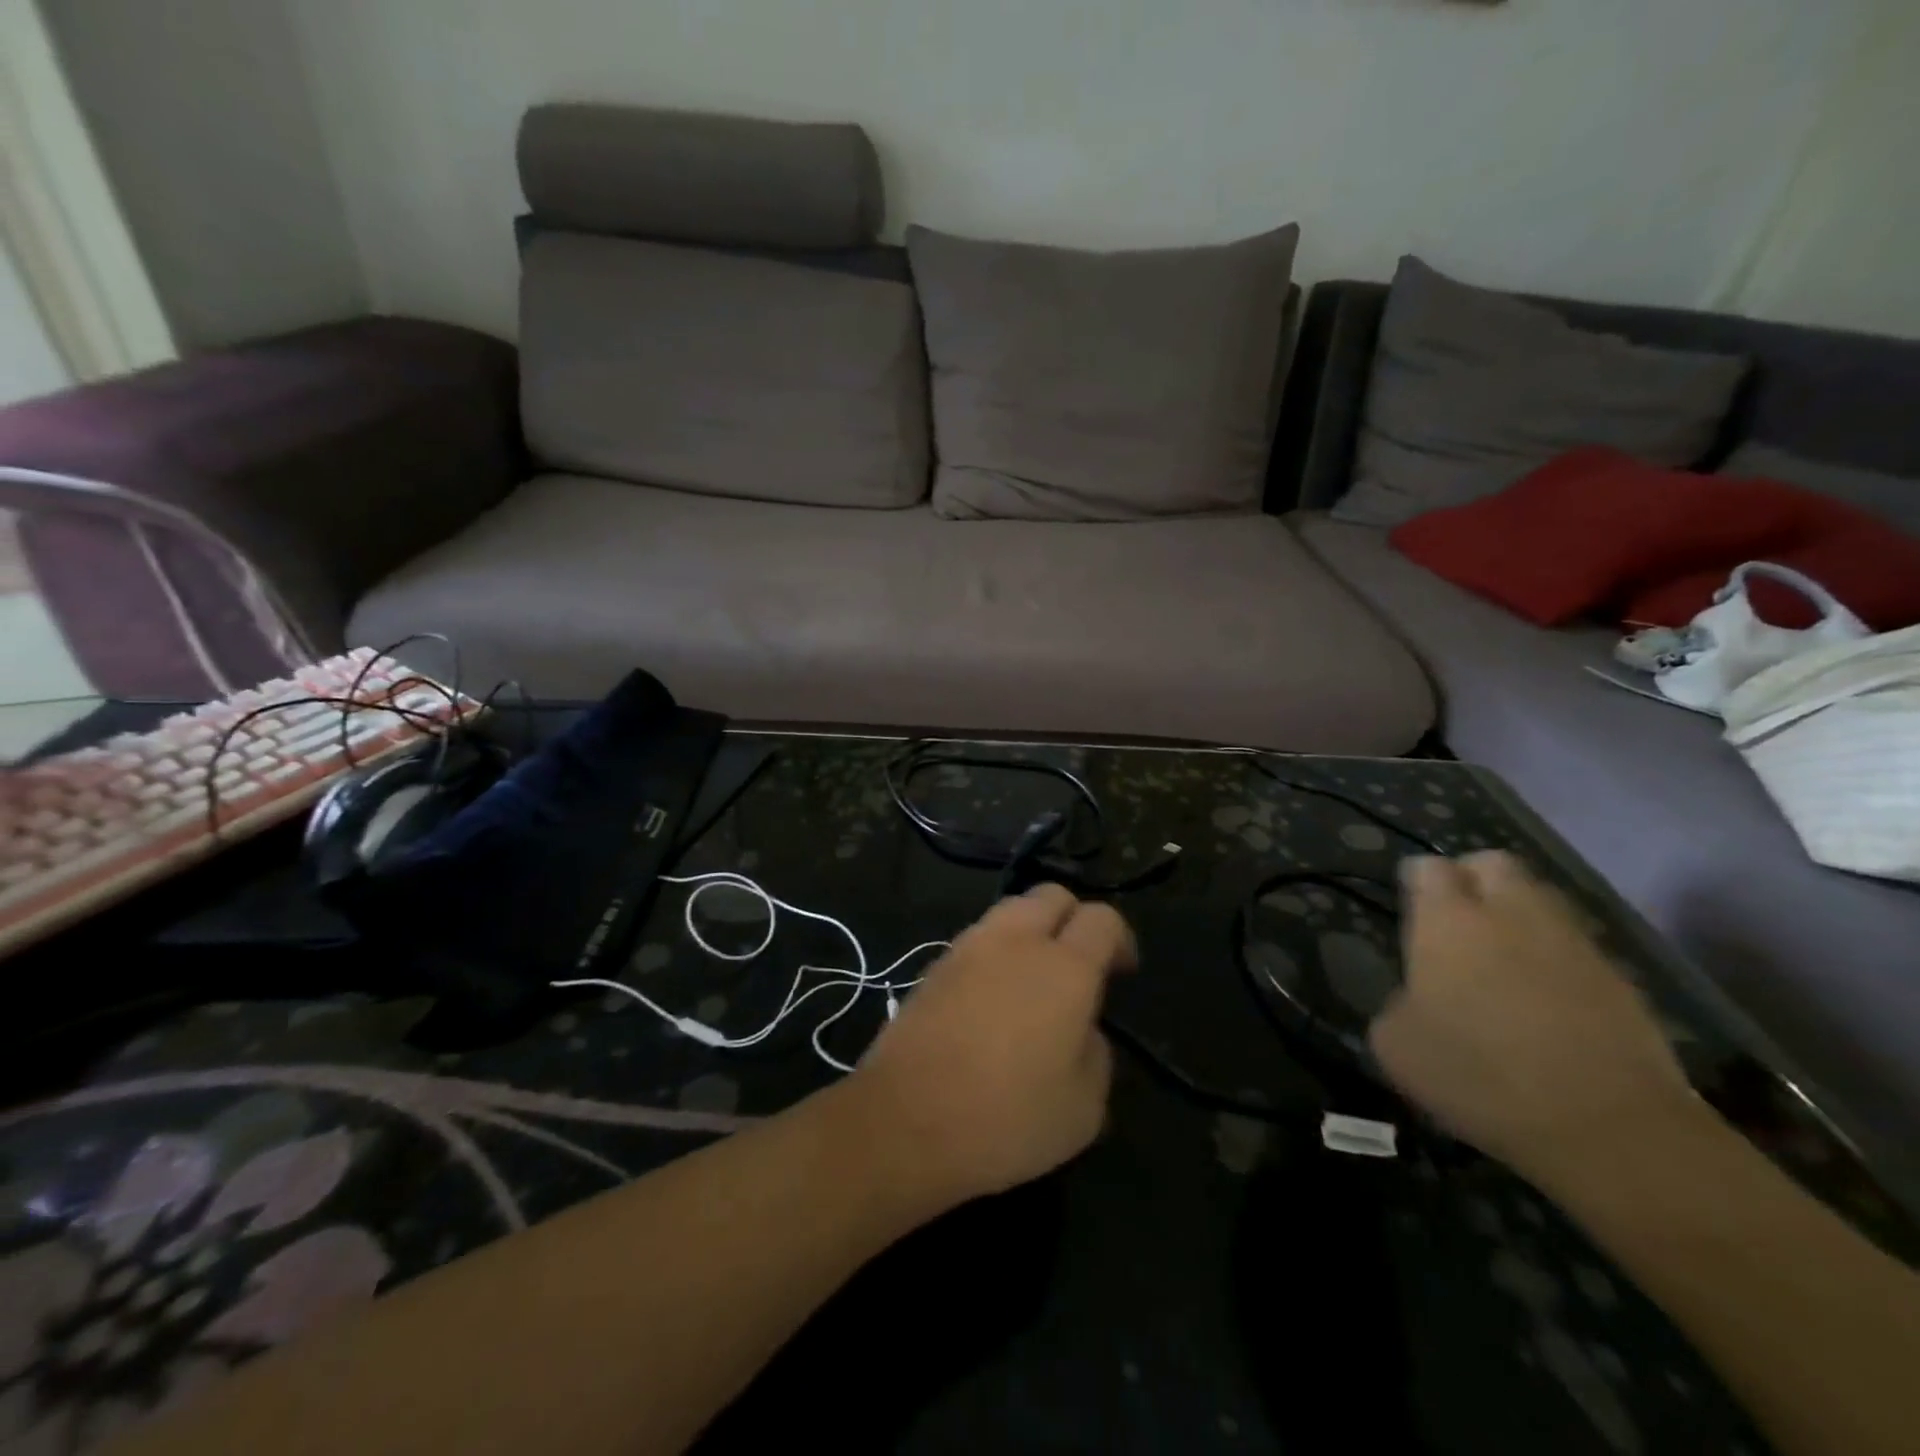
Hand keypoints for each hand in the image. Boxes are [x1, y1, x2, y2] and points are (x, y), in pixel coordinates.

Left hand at [843, 885, 1136, 1211]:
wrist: (904, 1121)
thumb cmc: (1006, 1119)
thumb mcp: (1084, 1109)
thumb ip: (1096, 1054)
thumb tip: (1082, 1031)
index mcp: (1064, 967)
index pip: (1102, 918)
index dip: (1120, 939)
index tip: (1121, 973)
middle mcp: (1016, 941)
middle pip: (1052, 895)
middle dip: (1073, 918)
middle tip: (1078, 965)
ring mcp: (968, 947)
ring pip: (1011, 910)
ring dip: (1031, 931)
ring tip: (1032, 980)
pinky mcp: (934, 964)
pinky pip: (977, 939)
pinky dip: (995, 953)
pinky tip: (991, 998)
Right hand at [1369, 852, 1694, 1183]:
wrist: (1610, 1128)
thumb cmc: (1480, 1076)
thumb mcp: (1396, 1046)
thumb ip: (1396, 1004)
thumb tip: (1414, 1000)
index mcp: (1447, 921)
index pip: (1427, 868)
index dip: (1416, 880)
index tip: (1410, 905)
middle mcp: (1510, 914)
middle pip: (1493, 864)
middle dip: (1473, 878)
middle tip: (1459, 918)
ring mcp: (1572, 943)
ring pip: (1542, 900)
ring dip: (1520, 915)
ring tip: (1505, 957)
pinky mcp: (1621, 980)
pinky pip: (1577, 948)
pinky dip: (1557, 959)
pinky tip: (1547, 1000)